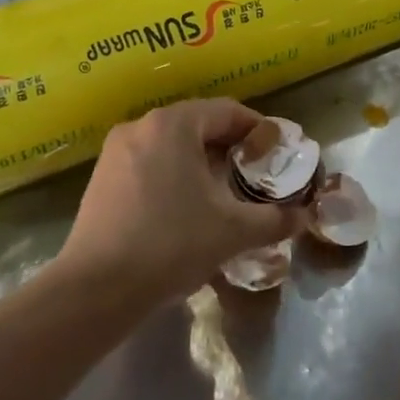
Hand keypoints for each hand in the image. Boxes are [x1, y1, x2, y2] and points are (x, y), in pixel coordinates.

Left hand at [57, 99, 303, 307]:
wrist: (97, 287)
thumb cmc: (171, 244)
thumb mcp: (233, 231)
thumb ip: (274, 219)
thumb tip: (302, 217)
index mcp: (174, 125)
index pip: (228, 111)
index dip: (259, 130)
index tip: (279, 154)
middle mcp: (141, 126)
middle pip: (198, 125)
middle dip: (231, 148)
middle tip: (256, 175)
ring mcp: (116, 151)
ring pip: (172, 145)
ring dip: (202, 162)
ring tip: (224, 193)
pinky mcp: (101, 178)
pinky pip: (149, 163)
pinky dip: (174, 175)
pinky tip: (186, 208)